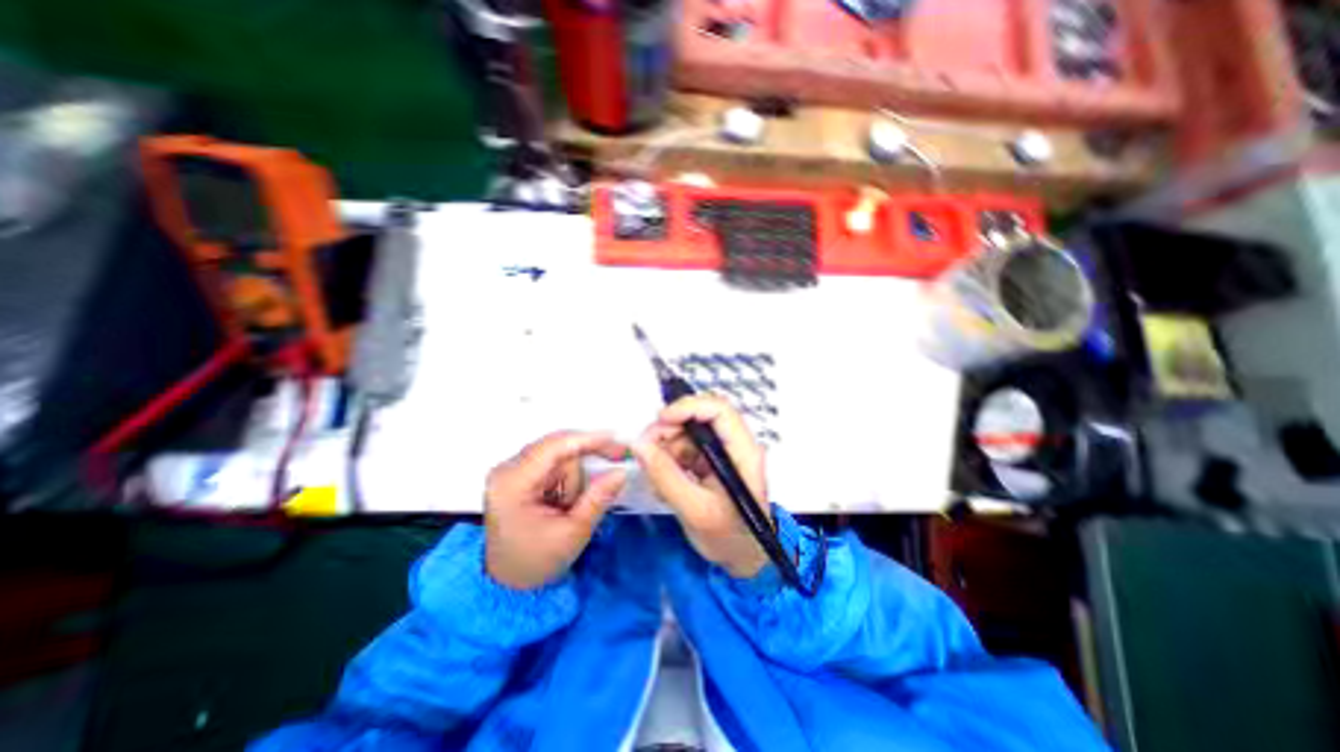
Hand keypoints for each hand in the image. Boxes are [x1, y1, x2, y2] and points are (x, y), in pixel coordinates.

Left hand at [485, 436, 625, 588]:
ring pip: (558, 454)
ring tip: (568, 506)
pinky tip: (563, 500)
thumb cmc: (536, 561)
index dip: (587, 439)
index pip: (553, 447)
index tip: (615, 439)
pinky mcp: (518, 473)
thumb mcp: (573, 533)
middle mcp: (507, 470)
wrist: (509, 581)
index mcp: (512, 484)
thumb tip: (620, 472)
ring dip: (573, 476)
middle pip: (557, 447)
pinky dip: (567, 477)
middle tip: (612, 462)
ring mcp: (511, 470)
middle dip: (583, 462)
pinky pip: (553, 462)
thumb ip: (598, 498)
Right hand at [634, 396, 768, 577]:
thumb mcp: (695, 510)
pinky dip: (669, 460)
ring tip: (655, 476)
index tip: (660, 421)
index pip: (719, 410)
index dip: (689, 407)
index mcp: (743, 452)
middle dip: (669, 428)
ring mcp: (721, 452)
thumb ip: (666, 477)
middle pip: (700, 417)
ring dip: (665, 448)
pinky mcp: (710, 461)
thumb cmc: (728, 538)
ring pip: (688, 432)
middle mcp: (734, 445)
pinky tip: (663, 483)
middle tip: (645, 449)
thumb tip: (638, 445)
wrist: (742, 559)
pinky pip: (684, 448)